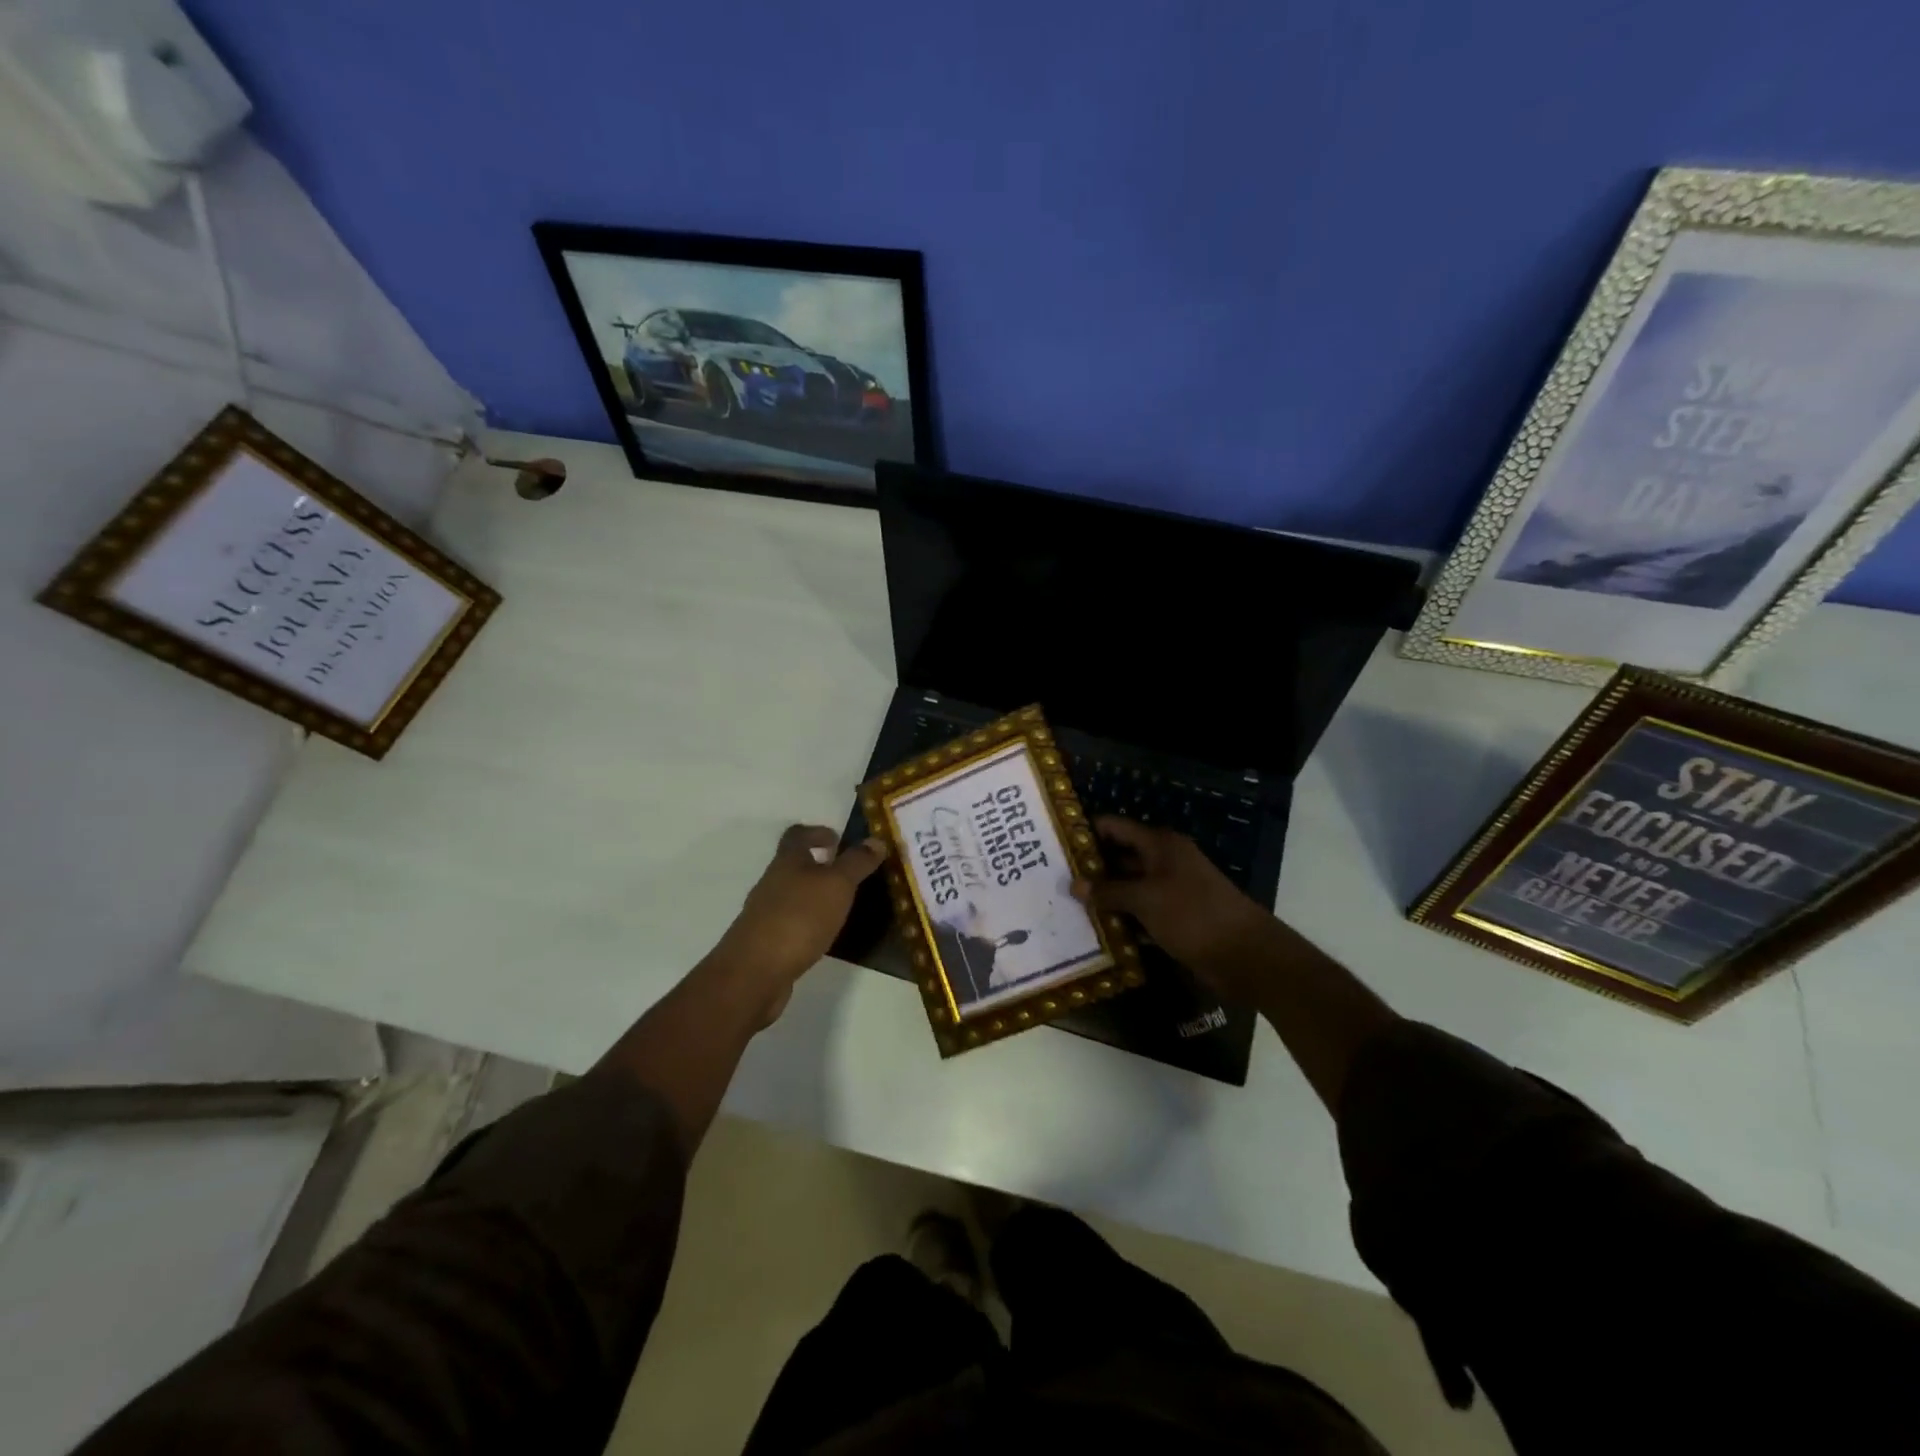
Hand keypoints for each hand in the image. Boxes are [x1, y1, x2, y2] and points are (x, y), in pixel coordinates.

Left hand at [705, 824, 888, 1023]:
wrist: (755, 971)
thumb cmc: (799, 917)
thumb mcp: (837, 885)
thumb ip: (857, 863)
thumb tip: (876, 840)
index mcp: (787, 862)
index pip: (797, 835)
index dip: (816, 832)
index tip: (837, 839)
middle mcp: (771, 883)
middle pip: (793, 866)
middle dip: (818, 867)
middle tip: (847, 876)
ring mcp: (764, 914)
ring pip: (791, 895)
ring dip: (813, 896)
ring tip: (840, 907)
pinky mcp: (764, 942)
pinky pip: (789, 923)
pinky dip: (806, 923)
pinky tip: (822, 936)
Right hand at [1075, 816, 1283, 1006]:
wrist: (1244, 955)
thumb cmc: (1192, 914)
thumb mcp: (1145, 899)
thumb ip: (1108, 891)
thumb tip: (1074, 884)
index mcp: (1159, 845)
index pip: (1115, 827)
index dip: (1087, 832)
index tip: (1055, 843)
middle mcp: (1164, 861)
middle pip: (1120, 857)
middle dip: (1091, 868)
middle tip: (1054, 879)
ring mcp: (1171, 890)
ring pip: (1129, 887)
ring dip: (1105, 897)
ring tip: (1066, 906)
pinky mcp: (1175, 918)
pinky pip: (1140, 913)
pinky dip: (1122, 920)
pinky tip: (1096, 931)